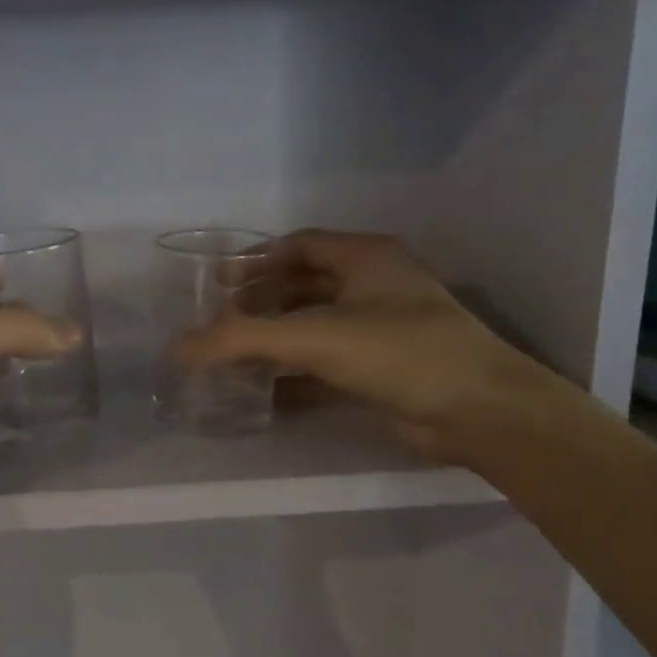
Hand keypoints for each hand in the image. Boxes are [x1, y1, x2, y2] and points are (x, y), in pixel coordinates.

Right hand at [178, 229, 567, 459]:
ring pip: (316, 325)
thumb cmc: (397, 352)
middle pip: (304, 285)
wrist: (478, 411)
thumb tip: (177, 348)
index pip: (299, 245)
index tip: (218, 283)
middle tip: (221, 322)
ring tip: (234, 356)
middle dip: (261, 302)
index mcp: (365, 258)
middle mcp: (375, 285)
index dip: (256, 261)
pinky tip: (267, 392)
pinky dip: (297, 374)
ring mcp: (384, 329)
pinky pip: (329, 363)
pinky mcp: (387, 369)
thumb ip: (240, 340)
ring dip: (276, 339)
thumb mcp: (312, 337)